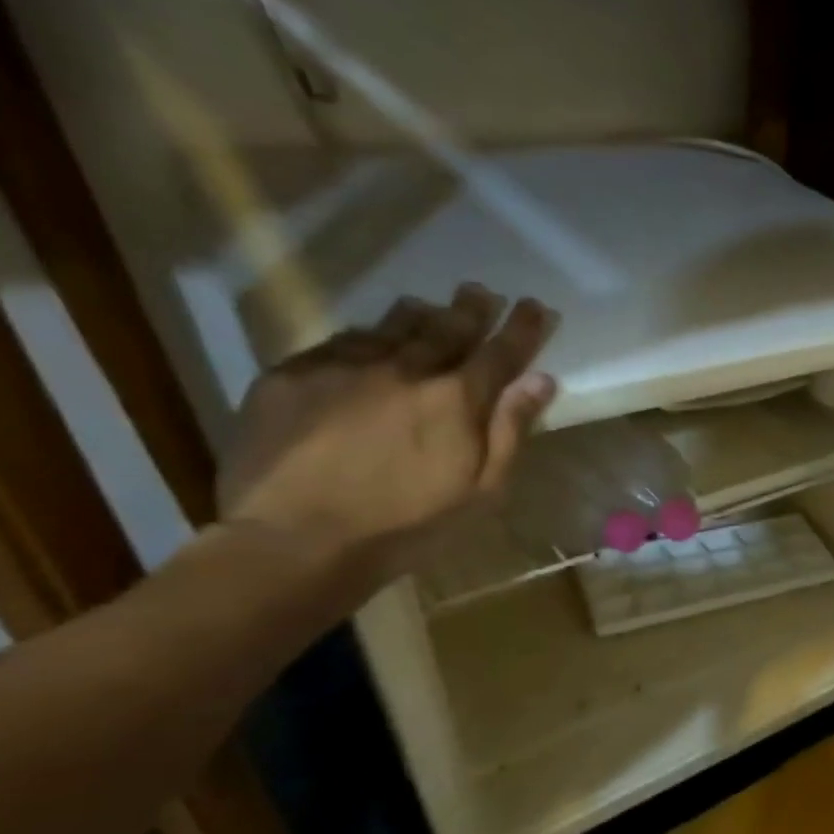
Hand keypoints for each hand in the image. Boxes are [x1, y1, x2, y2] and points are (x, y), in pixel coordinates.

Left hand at [217, 283, 558, 595]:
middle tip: (481, 293)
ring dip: (418, 315)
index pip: (500, 352)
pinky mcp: (292, 376)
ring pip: (391, 327)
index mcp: (455, 399)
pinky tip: (367, 339)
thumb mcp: (480, 490)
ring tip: (429, 306)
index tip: (535, 306)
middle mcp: (404, 369)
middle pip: (446, 328)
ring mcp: (343, 367)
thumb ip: (511, 430)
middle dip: (470, 309)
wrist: (295, 541)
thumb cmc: (406, 525)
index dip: (522, 328)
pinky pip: (339, 342)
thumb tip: (540, 380)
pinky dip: (364, 336)